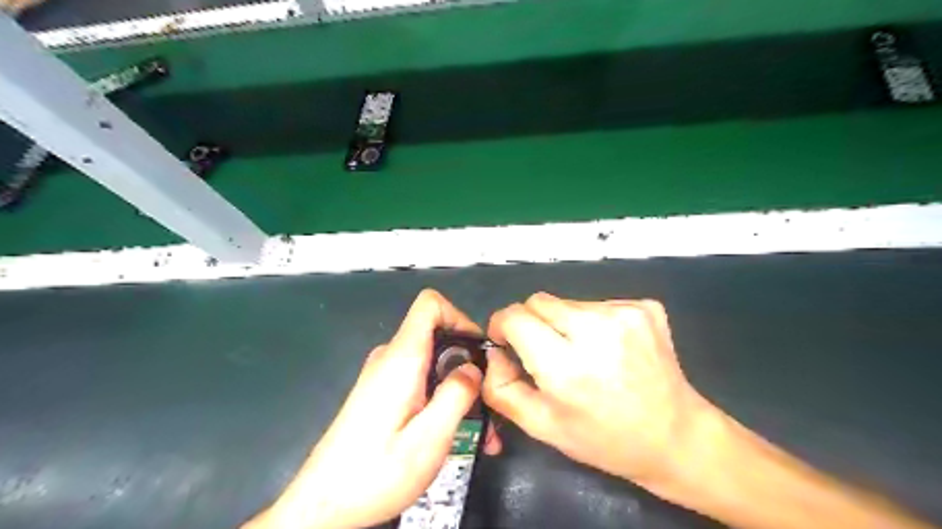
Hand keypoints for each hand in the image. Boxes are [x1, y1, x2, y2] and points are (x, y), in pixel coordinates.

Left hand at [248, 289, 499, 528]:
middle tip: (489, 404)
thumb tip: (474, 367)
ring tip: (481, 432)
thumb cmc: (376, 473)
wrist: (323, 506)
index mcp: (401, 358)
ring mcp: (384, 375)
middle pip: (438, 336)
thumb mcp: (428, 438)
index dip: (460, 317)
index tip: (480, 352)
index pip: (430, 304)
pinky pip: (419, 381)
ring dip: (459, 389)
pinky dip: (441, 398)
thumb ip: (456, 395)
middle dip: (468, 365)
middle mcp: (391, 358)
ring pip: (433, 363)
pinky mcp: (381, 393)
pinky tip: (454, 433)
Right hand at [485, 292, 714, 489]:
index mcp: (566, 367)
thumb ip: (502, 388)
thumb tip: (493, 352)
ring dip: (564, 323)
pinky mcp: (645, 307)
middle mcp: (596, 330)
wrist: (675, 436)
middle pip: (538, 301)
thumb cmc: (603, 438)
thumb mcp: (542, 427)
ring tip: (584, 354)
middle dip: (531, 322)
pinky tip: (609, 349)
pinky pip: (597, 303)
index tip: (507, 341)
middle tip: (547, 352)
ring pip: (567, 302)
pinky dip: (593, 322)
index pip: (515, 316)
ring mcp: (625, 314)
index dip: (502, 325)